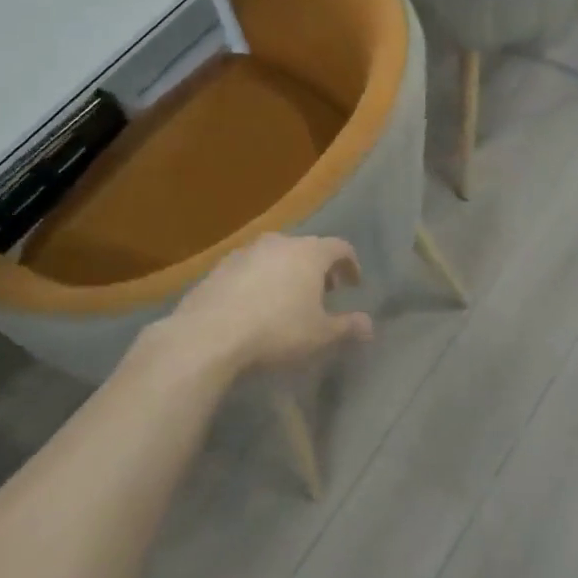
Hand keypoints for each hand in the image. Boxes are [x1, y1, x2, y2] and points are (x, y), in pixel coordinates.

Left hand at [163, 234, 372, 374]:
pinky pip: (249, 268)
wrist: (208, 335)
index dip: (351, 265)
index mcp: (310, 252)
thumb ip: (347, 327)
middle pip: (307, 248)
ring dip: (286, 272)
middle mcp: (280, 242)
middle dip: (318, 269)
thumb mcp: (320, 334)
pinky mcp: (218, 266)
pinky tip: (253, 305)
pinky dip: (259, 280)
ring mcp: (246, 251)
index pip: (340, 247)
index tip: (353, 285)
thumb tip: (369, 326)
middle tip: (322, 294)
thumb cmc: (276, 330)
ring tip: (286, 300)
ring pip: (276, 256)